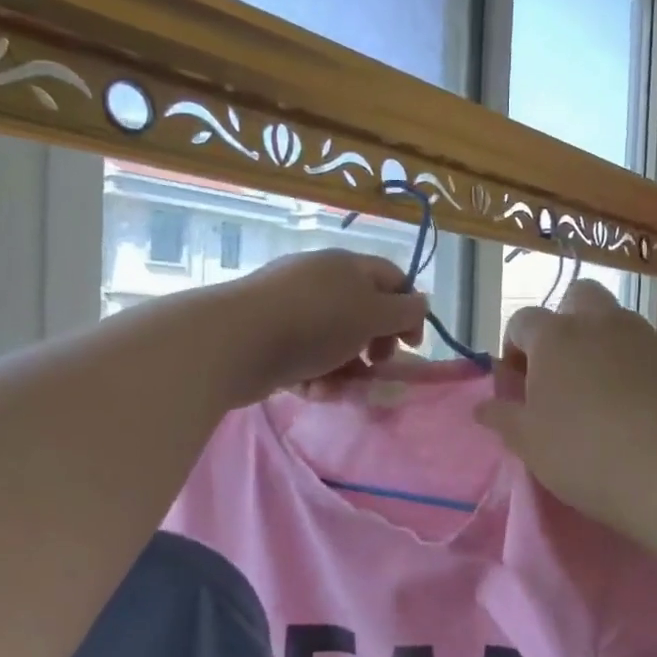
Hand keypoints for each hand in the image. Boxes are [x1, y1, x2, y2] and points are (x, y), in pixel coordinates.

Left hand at [214, 249, 427, 404]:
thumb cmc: (315, 323)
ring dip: (343, 369)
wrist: (236, 342)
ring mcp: (291, 308)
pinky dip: (314, 376)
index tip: (411, 346)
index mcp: (347, 266)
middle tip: (375, 367)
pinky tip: (310, 391)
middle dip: (374, 345)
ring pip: (333, 341)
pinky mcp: (268, 337)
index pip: (393, 279)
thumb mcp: (372, 315)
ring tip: (337, 389)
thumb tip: (421, 304)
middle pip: (362, 313)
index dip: (409, 311)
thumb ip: (404, 312)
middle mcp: (319, 280)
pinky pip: (304, 356)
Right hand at [475, 280, 656, 535]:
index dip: (514, 347)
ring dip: (601, 342)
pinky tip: (635, 405)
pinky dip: (634, 364)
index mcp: (556, 336)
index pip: (522, 320)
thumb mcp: (528, 442)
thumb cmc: (584, 454)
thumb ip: (502, 417)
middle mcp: (601, 323)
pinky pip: (646, 349)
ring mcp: (645, 337)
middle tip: (561, 368)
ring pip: (616, 320)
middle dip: (564, 321)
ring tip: (599, 390)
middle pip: (578, 296)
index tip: (518, 383)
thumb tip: (482, 406)